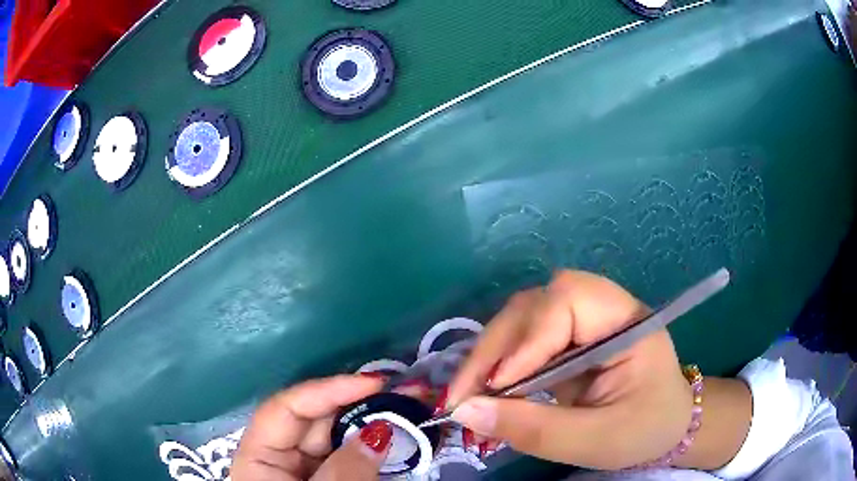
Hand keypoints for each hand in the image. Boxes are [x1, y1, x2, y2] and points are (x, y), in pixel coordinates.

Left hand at [232, 375, 392, 480]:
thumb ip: (346, 471)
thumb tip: (379, 432)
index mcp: (259, 458)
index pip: (286, 409)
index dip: (327, 390)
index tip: (374, 383)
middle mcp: (279, 458)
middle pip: (315, 420)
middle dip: (358, 403)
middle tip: (406, 392)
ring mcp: (305, 470)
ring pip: (336, 438)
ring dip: (372, 423)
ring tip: (410, 409)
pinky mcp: (328, 480)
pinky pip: (349, 457)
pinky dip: (374, 449)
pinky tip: (400, 438)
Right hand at [446, 270, 692, 469]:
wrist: (667, 424)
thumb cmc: (644, 430)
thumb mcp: (595, 440)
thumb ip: (535, 429)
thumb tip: (465, 411)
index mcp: (627, 322)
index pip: (569, 301)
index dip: (529, 340)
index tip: (498, 387)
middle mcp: (602, 308)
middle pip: (537, 303)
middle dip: (496, 347)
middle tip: (463, 393)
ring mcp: (583, 321)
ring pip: (523, 316)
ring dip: (491, 353)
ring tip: (470, 392)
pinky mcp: (568, 338)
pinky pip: (524, 337)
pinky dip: (499, 362)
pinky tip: (487, 388)